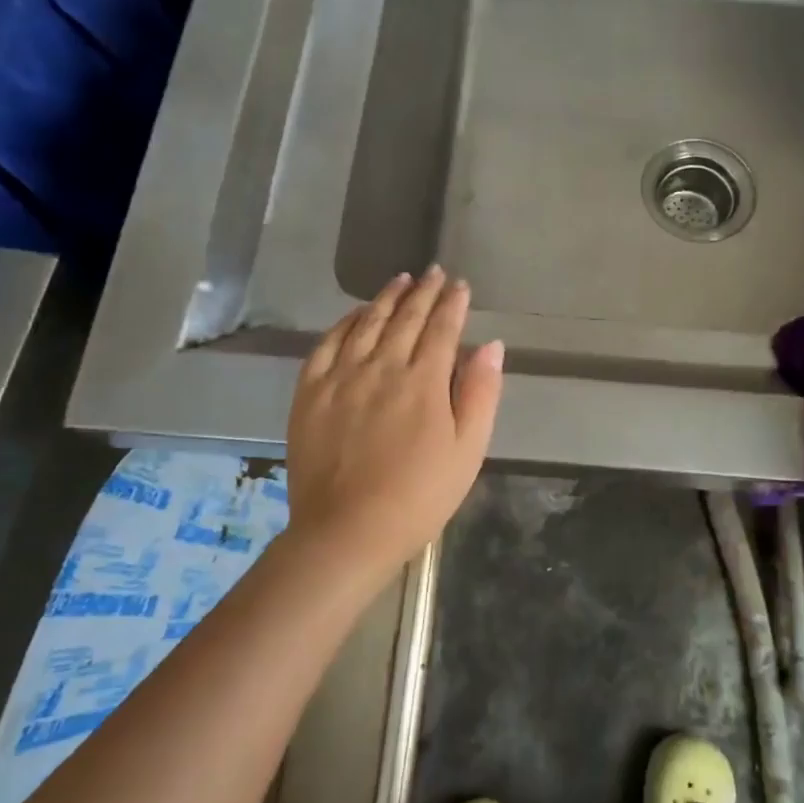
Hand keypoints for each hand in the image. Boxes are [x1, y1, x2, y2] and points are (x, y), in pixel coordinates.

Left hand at [285, 267, 503, 570]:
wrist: (348, 530)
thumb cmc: (420, 495)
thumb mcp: (468, 449)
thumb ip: (481, 392)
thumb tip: (492, 345)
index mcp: (424, 381)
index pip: (443, 328)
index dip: (453, 304)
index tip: (460, 285)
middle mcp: (383, 366)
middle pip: (406, 318)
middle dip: (424, 292)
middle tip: (434, 272)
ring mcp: (342, 377)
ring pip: (367, 323)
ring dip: (386, 298)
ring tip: (401, 280)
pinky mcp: (311, 392)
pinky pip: (327, 344)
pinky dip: (344, 322)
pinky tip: (355, 314)